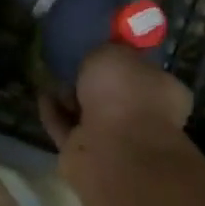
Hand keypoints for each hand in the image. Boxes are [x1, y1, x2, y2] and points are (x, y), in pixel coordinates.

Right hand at [40, 44, 191, 150]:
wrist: (113, 148)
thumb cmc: (125, 92)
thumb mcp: (113, 53)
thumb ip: (104, 55)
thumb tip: (98, 63)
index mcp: (162, 90)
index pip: (144, 72)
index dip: (123, 61)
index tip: (102, 50)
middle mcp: (143, 116)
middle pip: (113, 95)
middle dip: (93, 82)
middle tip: (72, 64)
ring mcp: (115, 139)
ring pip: (89, 114)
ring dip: (71, 98)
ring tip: (51, 78)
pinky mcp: (86, 155)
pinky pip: (67, 128)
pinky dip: (55, 113)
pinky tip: (42, 95)